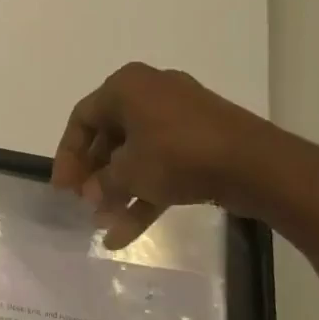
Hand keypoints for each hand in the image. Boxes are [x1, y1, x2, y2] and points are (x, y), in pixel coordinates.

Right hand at [52, 64, 298, 247]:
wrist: (257, 165)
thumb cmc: (178, 155)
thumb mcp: (129, 172)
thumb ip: (103, 183)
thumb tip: (92, 195)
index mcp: (126, 87)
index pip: (82, 119)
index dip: (67, 156)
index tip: (62, 188)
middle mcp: (151, 93)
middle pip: (109, 137)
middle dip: (95, 175)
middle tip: (84, 203)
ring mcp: (179, 117)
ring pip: (137, 155)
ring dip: (119, 190)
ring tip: (104, 224)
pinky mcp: (202, 141)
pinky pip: (163, 165)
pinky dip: (146, 193)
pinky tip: (127, 232)